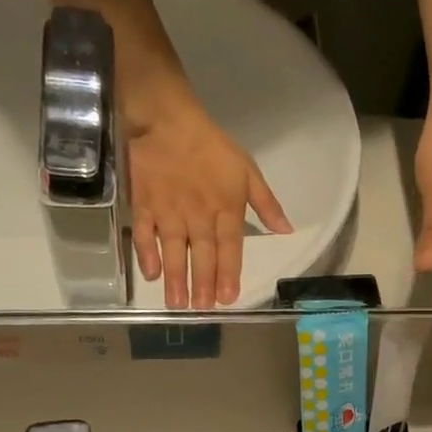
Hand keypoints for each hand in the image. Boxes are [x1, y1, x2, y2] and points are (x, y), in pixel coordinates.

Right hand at [128, 97, 291, 309]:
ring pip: (174, 251)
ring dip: (176, 278)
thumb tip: (286, 231)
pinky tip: (150, 274)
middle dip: (203, 284)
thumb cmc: (212, 147)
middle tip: (202, 310)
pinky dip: (147, 254)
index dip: (229, 274)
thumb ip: (267, 204)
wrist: (168, 121)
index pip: (230, 248)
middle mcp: (199, 216)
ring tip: (178, 303)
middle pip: (203, 255)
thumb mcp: (248, 172)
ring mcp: (170, 212)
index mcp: (226, 209)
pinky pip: (145, 234)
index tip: (228, 298)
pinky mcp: (145, 205)